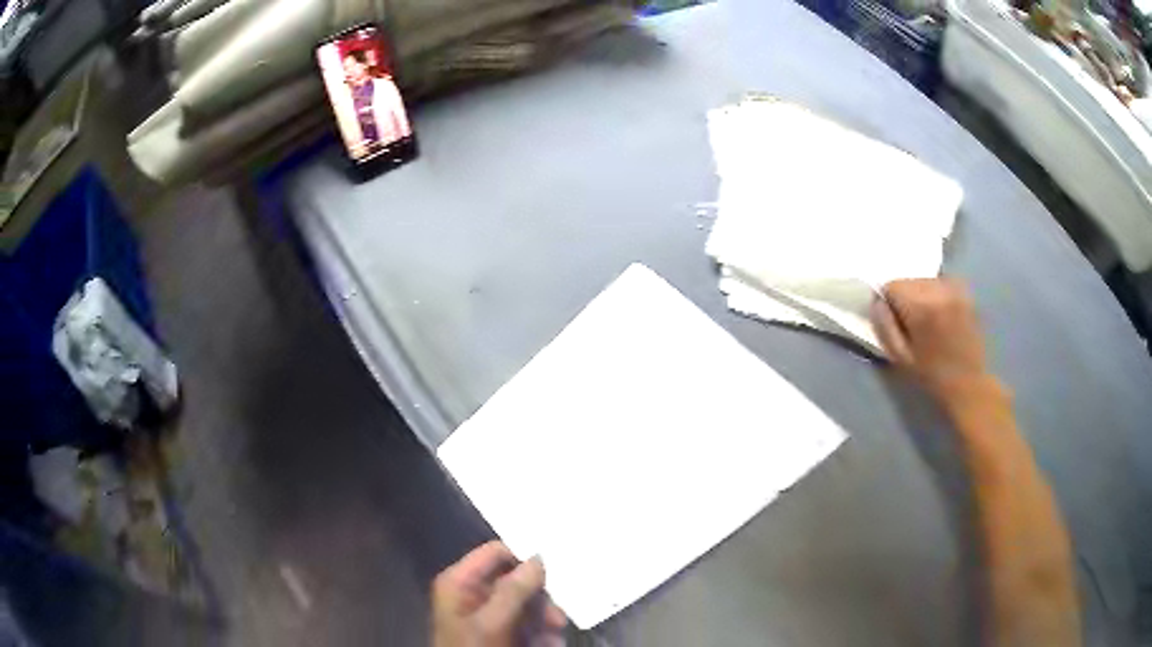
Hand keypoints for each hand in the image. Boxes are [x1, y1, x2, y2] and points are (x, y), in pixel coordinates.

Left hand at [432, 541, 566, 646]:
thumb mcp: (492, 622)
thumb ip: (514, 590)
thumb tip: (539, 558)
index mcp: (460, 581)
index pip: (495, 552)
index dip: (523, 557)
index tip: (553, 570)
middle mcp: (473, 593)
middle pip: (515, 580)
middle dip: (540, 599)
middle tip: (558, 616)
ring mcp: (486, 614)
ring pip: (525, 604)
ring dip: (545, 619)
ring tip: (555, 634)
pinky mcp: (498, 632)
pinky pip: (525, 623)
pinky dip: (540, 632)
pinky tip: (549, 643)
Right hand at [871, 278, 989, 398]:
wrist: (969, 382)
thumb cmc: (931, 375)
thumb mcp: (900, 357)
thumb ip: (884, 325)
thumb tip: (877, 301)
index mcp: (921, 307)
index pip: (891, 285)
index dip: (888, 302)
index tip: (893, 321)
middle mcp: (938, 291)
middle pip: (908, 280)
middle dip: (904, 297)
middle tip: (910, 322)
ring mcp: (954, 290)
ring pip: (924, 280)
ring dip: (920, 294)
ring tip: (927, 319)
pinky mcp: (965, 293)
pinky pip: (940, 283)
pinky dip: (935, 293)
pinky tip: (941, 313)